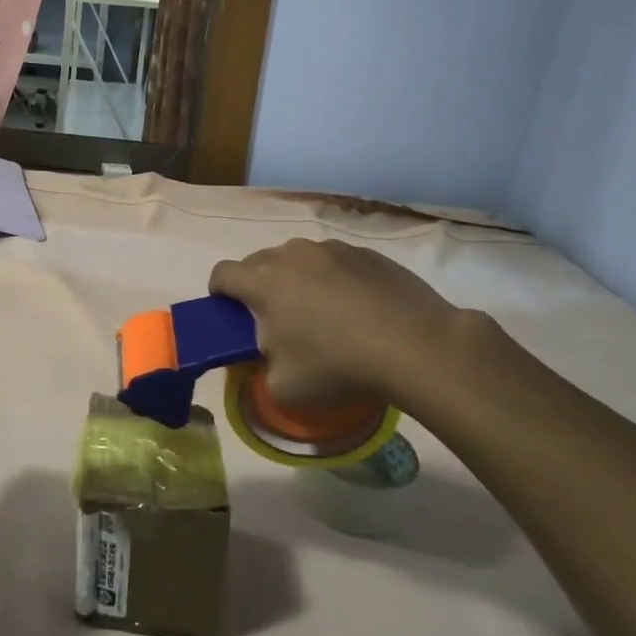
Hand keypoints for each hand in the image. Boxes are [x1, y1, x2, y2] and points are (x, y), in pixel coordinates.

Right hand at [209, 239, 470, 416]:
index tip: (230, 312)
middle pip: (258, 262)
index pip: (221, 274)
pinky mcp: (365, 252)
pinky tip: (357, 308)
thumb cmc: (338, 366)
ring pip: (298, 258)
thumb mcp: (285, 387)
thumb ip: (262, 366)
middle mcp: (291, 255)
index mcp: (262, 283)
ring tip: (322, 312)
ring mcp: (330, 248)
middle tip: (277, 319)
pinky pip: (334, 261)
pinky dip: (334, 278)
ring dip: (297, 279)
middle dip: (258, 286)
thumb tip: (269, 352)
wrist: (415, 345)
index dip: (219, 292)